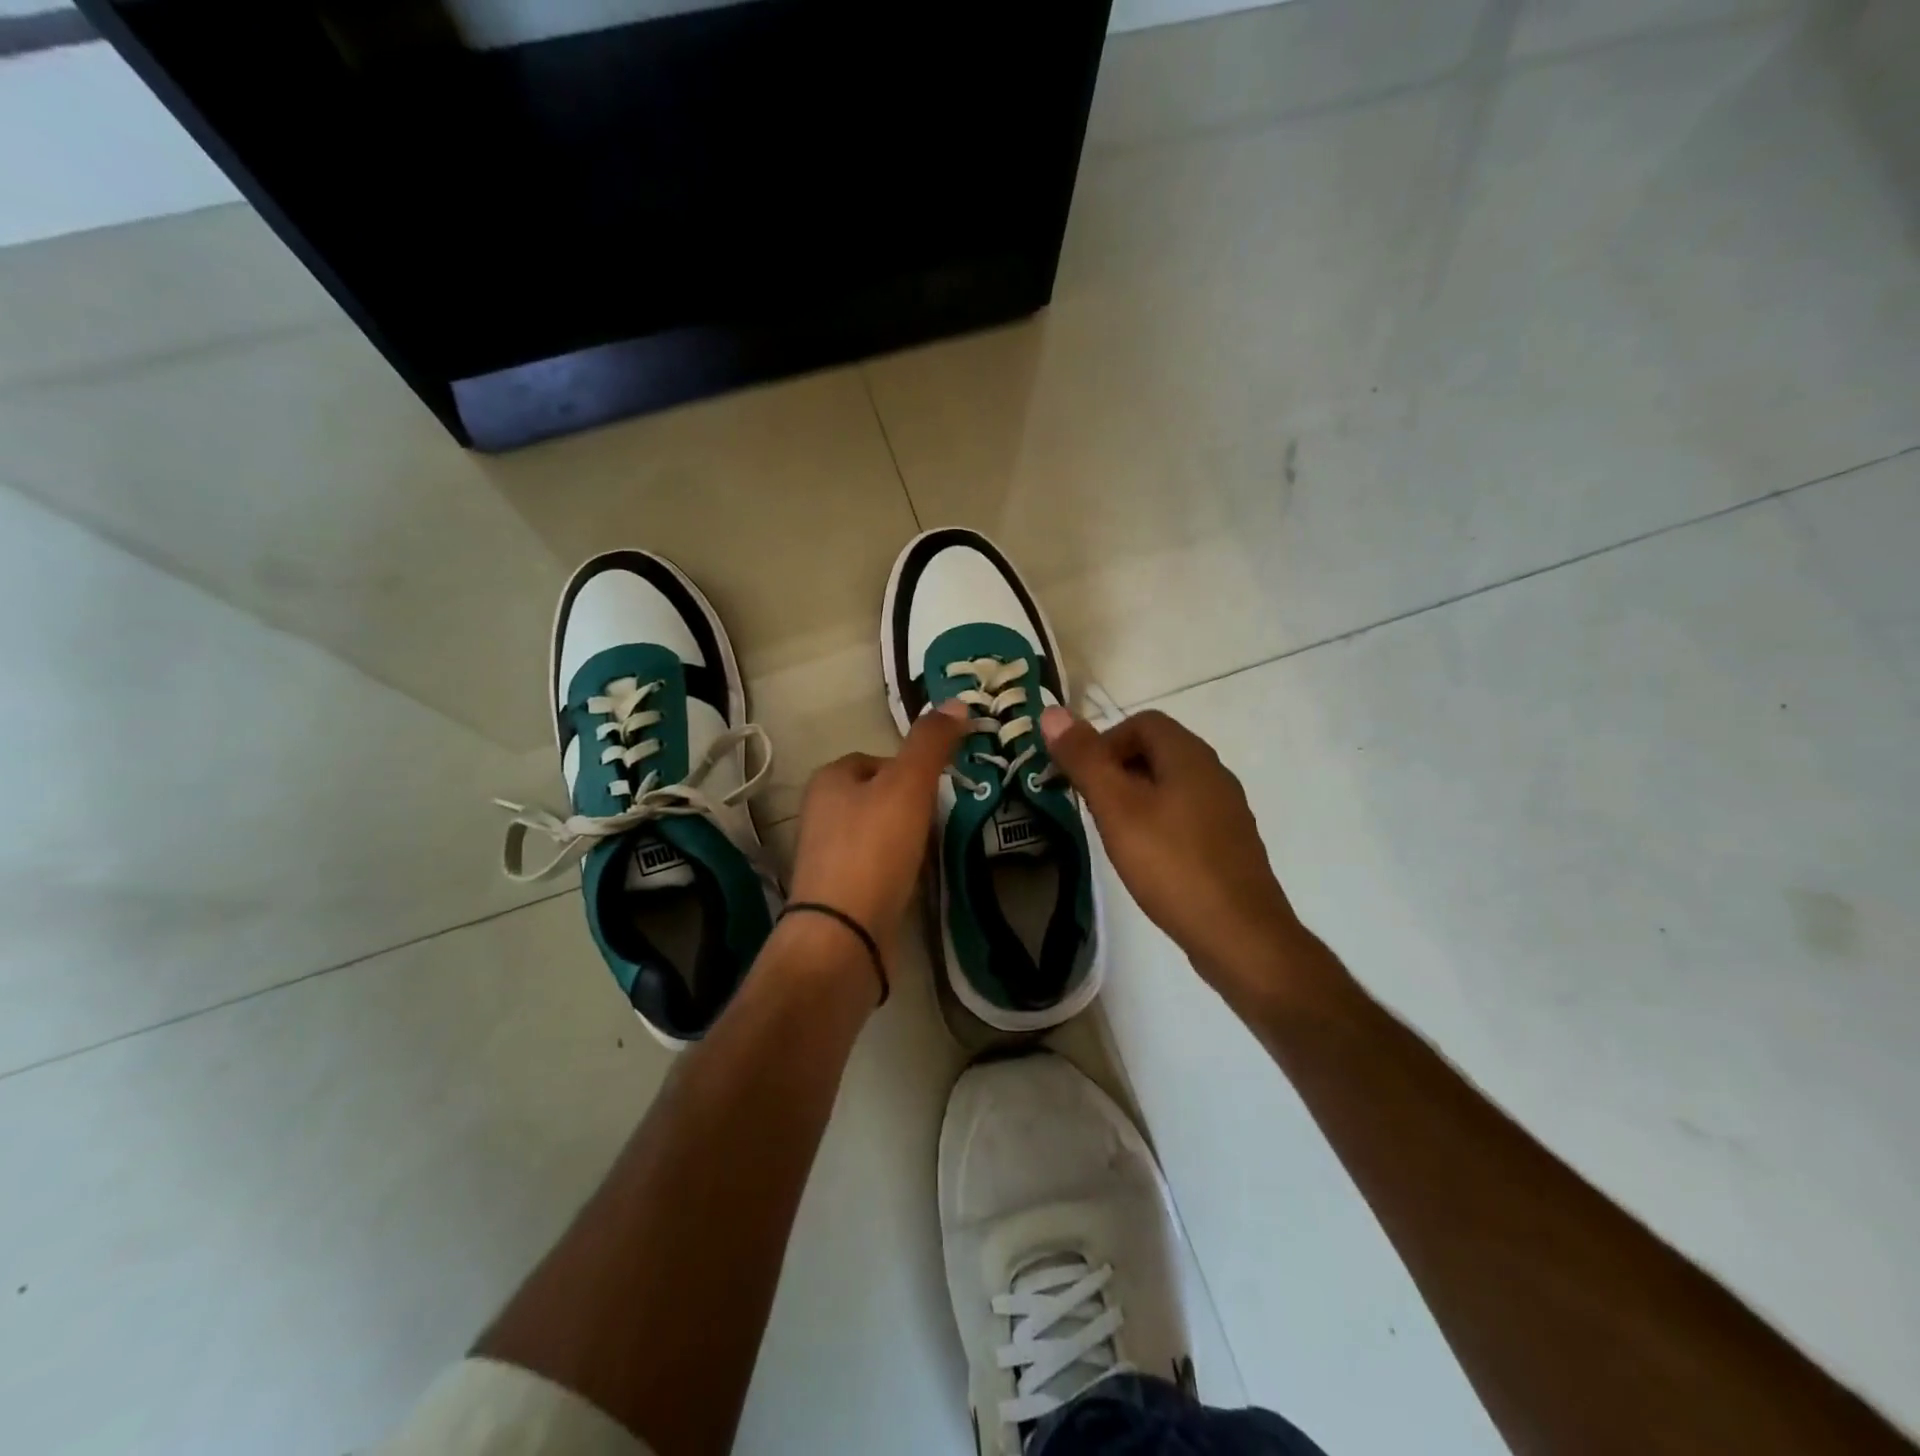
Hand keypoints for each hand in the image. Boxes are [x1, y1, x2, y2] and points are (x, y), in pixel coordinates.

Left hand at [786, 702, 969, 968]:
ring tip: (933, 851)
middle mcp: (820, 812)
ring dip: (906, 837)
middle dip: (911, 805)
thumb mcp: (908, 785)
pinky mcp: (838, 891)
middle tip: (940, 820)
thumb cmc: (874, 849)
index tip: (938, 788)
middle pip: (879, 796)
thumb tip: (958, 702)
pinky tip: (914, 879)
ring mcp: (826, 854)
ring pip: (878, 831)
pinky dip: (897, 867)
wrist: (844, 934)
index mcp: (830, 779)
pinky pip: (876, 865)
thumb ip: (931, 743)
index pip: (878, 759)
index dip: (911, 769)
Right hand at [1041, 706, 1301, 990]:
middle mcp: (1214, 773)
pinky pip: (1185, 815)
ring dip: (1136, 797)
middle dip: (1117, 769)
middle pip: (1157, 751)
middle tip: (1091, 806)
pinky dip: (1158, 823)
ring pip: (1170, 785)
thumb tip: (1052, 712)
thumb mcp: (1117, 808)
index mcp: (1190, 756)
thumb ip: (1085, 759)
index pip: (1142, 722)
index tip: (1082, 778)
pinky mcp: (1229, 844)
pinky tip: (1147, 858)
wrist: (1239, 935)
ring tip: (1113, 833)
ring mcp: (1226, 810)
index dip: (1104, 740)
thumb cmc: (1172, 864)